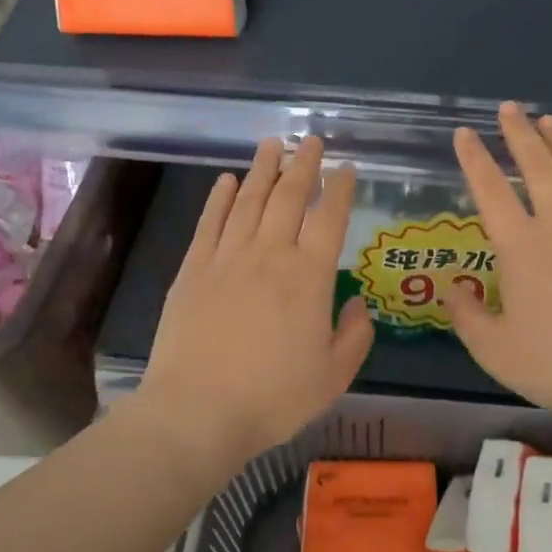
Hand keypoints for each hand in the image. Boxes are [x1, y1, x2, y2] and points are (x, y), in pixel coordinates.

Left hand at [134, 137, 373, 467]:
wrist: (197, 411)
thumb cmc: (273, 397)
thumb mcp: (333, 376)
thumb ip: (355, 335)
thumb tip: (358, 302)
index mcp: (309, 276)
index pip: (329, 218)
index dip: (340, 189)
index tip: (346, 168)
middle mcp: (269, 254)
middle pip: (289, 197)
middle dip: (303, 165)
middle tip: (311, 140)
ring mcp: (227, 258)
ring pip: (248, 200)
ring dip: (264, 169)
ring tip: (273, 143)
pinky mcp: (193, 269)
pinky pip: (210, 222)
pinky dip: (220, 197)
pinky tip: (227, 180)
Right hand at [444, 103, 551, 431]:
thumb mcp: (496, 351)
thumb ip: (467, 317)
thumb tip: (451, 289)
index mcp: (521, 248)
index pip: (491, 192)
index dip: (475, 160)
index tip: (465, 133)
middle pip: (537, 169)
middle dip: (520, 135)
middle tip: (509, 108)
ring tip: (549, 120)